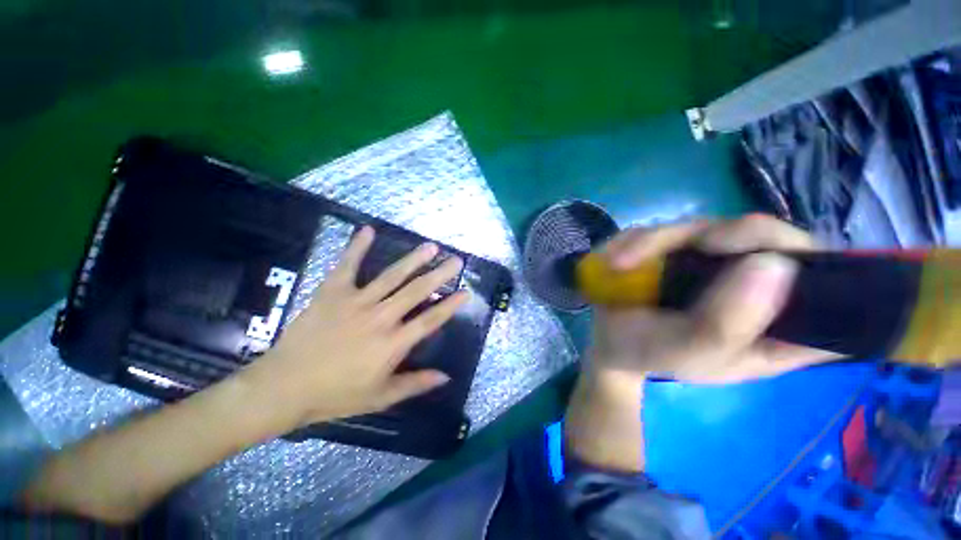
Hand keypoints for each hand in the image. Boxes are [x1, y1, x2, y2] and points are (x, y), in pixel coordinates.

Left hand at [239, 226, 468, 431]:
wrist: (284, 387)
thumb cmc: (336, 395)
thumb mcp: (380, 396)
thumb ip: (415, 384)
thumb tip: (446, 377)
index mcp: (392, 343)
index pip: (430, 320)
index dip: (450, 305)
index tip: (466, 292)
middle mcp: (380, 317)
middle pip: (416, 292)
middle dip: (439, 275)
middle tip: (455, 261)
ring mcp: (356, 302)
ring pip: (391, 276)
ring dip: (413, 260)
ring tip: (430, 247)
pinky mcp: (332, 292)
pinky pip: (347, 266)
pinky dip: (357, 247)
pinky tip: (367, 230)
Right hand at [590, 214, 838, 383]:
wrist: (608, 341)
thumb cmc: (649, 354)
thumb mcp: (690, 352)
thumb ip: (729, 321)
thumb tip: (773, 264)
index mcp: (774, 323)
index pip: (828, 287)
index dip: (822, 266)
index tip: (775, 262)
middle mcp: (749, 284)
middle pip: (767, 237)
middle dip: (731, 236)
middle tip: (699, 244)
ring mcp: (709, 261)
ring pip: (705, 227)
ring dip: (656, 241)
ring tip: (620, 264)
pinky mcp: (674, 249)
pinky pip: (661, 231)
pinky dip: (634, 242)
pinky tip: (615, 261)